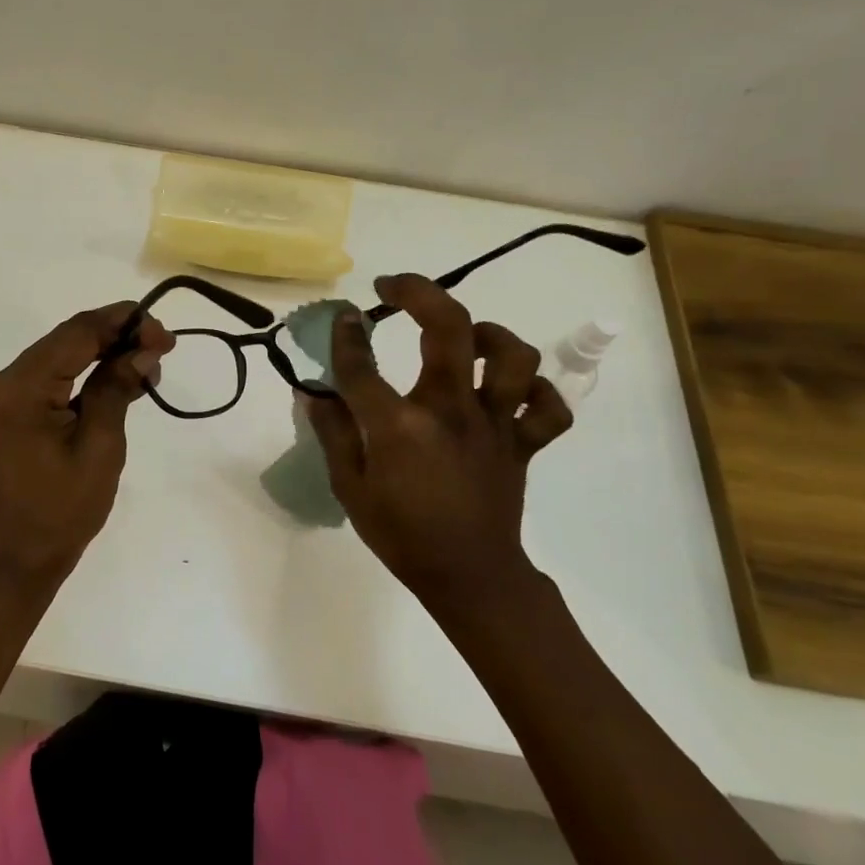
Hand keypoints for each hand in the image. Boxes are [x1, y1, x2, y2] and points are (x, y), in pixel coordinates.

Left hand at [0, 303, 173, 596]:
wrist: (13, 563)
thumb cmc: (60, 513)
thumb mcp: (99, 448)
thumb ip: (117, 388)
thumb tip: (144, 349)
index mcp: (17, 389)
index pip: (75, 334)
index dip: (122, 324)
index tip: (164, 333)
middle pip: (64, 342)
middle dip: (115, 339)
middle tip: (162, 349)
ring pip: (56, 360)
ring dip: (100, 358)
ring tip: (146, 369)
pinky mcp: (1, 415)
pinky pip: (45, 383)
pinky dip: (80, 380)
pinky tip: (114, 384)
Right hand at [304, 274, 573, 611]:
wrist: (469, 577)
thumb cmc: (401, 535)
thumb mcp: (349, 488)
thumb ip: (332, 433)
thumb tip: (316, 392)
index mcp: (400, 427)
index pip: (363, 366)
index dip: (347, 335)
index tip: (344, 317)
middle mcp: (451, 412)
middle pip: (448, 329)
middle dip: (418, 292)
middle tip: (393, 287)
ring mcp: (495, 425)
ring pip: (512, 357)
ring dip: (488, 334)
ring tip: (465, 335)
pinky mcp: (524, 443)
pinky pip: (549, 407)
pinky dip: (537, 391)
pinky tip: (510, 388)